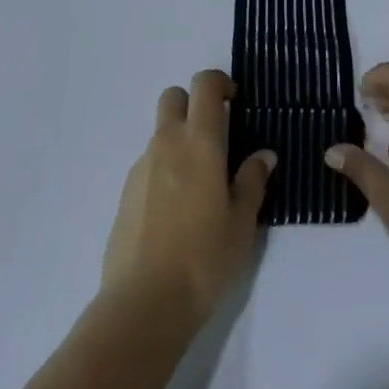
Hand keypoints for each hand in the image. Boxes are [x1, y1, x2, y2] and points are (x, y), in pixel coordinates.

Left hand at [102, 70, 275, 326]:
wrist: (143, 305)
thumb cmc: (203, 258)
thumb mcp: (242, 223)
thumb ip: (252, 181)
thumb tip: (263, 155)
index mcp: (199, 141)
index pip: (204, 84)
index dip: (219, 82)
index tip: (234, 100)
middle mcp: (167, 143)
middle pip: (173, 97)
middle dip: (192, 103)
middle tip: (214, 135)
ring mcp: (141, 167)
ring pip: (160, 132)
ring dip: (178, 140)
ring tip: (198, 185)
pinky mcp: (125, 194)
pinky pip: (148, 164)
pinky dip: (163, 170)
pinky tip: (175, 211)